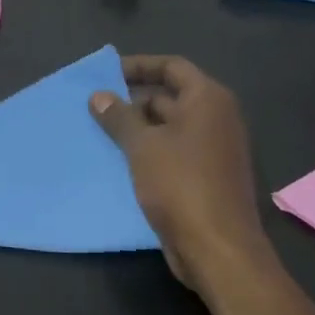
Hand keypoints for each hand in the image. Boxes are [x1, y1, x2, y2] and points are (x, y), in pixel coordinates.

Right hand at [89, 55, 265, 291]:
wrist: (218, 249)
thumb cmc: (181, 184)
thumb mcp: (142, 145)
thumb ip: (118, 116)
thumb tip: (99, 96)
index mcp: (208, 100)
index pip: (172, 66)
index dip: (138, 66)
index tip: (106, 73)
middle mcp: (217, 119)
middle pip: (170, 96)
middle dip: (132, 100)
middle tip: (96, 107)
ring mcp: (214, 149)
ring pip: (168, 127)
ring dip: (137, 128)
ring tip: (100, 132)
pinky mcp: (207, 177)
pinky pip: (172, 152)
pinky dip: (148, 151)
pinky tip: (118, 160)